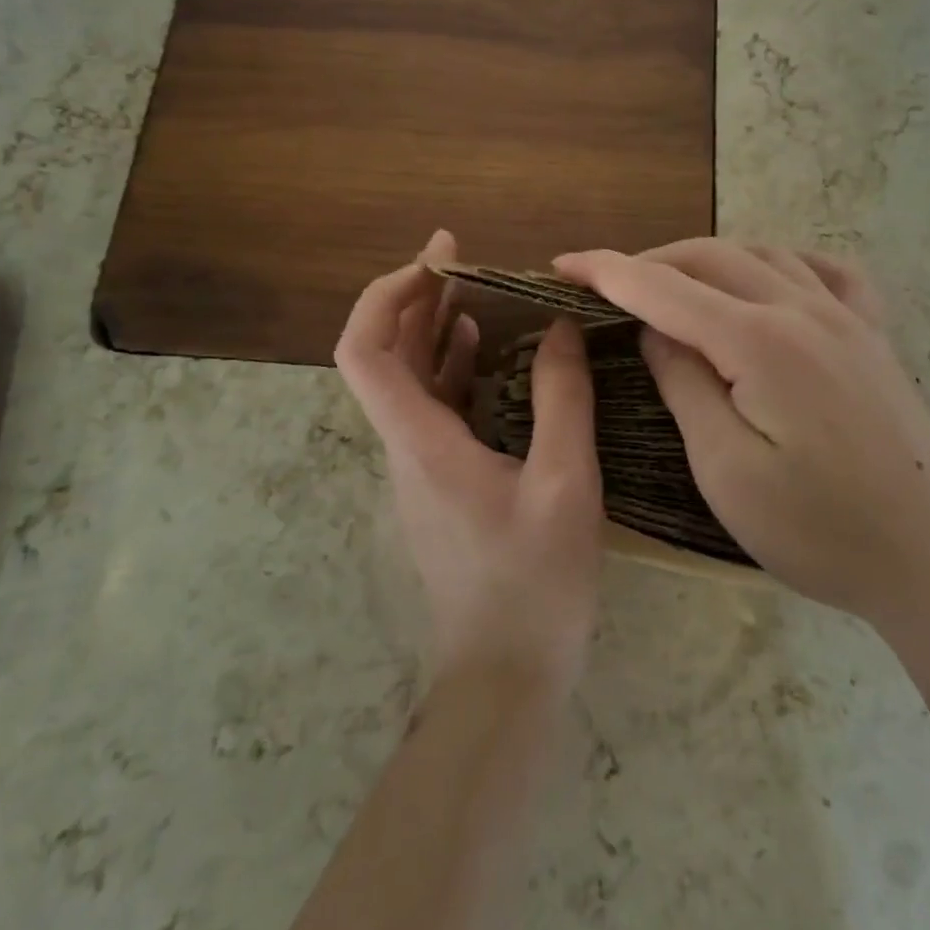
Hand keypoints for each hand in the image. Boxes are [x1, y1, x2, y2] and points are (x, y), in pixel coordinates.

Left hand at [336, 231, 603, 699]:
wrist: (506, 675)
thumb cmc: (534, 582)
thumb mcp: (565, 482)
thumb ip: (562, 397)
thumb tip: (561, 327)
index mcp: (421, 441)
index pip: (364, 351)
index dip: (386, 295)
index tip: (437, 261)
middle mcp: (406, 446)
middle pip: (385, 354)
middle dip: (416, 295)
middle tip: (462, 255)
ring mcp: (420, 465)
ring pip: (409, 379)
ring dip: (434, 327)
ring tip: (479, 287)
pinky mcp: (441, 481)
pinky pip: (435, 406)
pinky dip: (453, 365)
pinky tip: (487, 349)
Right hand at [555, 239, 929, 621]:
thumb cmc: (821, 530)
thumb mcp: (726, 469)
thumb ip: (684, 384)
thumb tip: (654, 328)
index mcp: (758, 340)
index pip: (663, 287)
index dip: (606, 271)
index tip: (561, 264)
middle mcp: (802, 309)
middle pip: (709, 258)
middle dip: (648, 262)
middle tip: (605, 285)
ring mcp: (845, 316)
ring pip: (761, 254)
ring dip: (705, 259)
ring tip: (671, 283)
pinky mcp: (873, 335)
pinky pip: (824, 270)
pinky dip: (780, 260)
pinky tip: (769, 276)